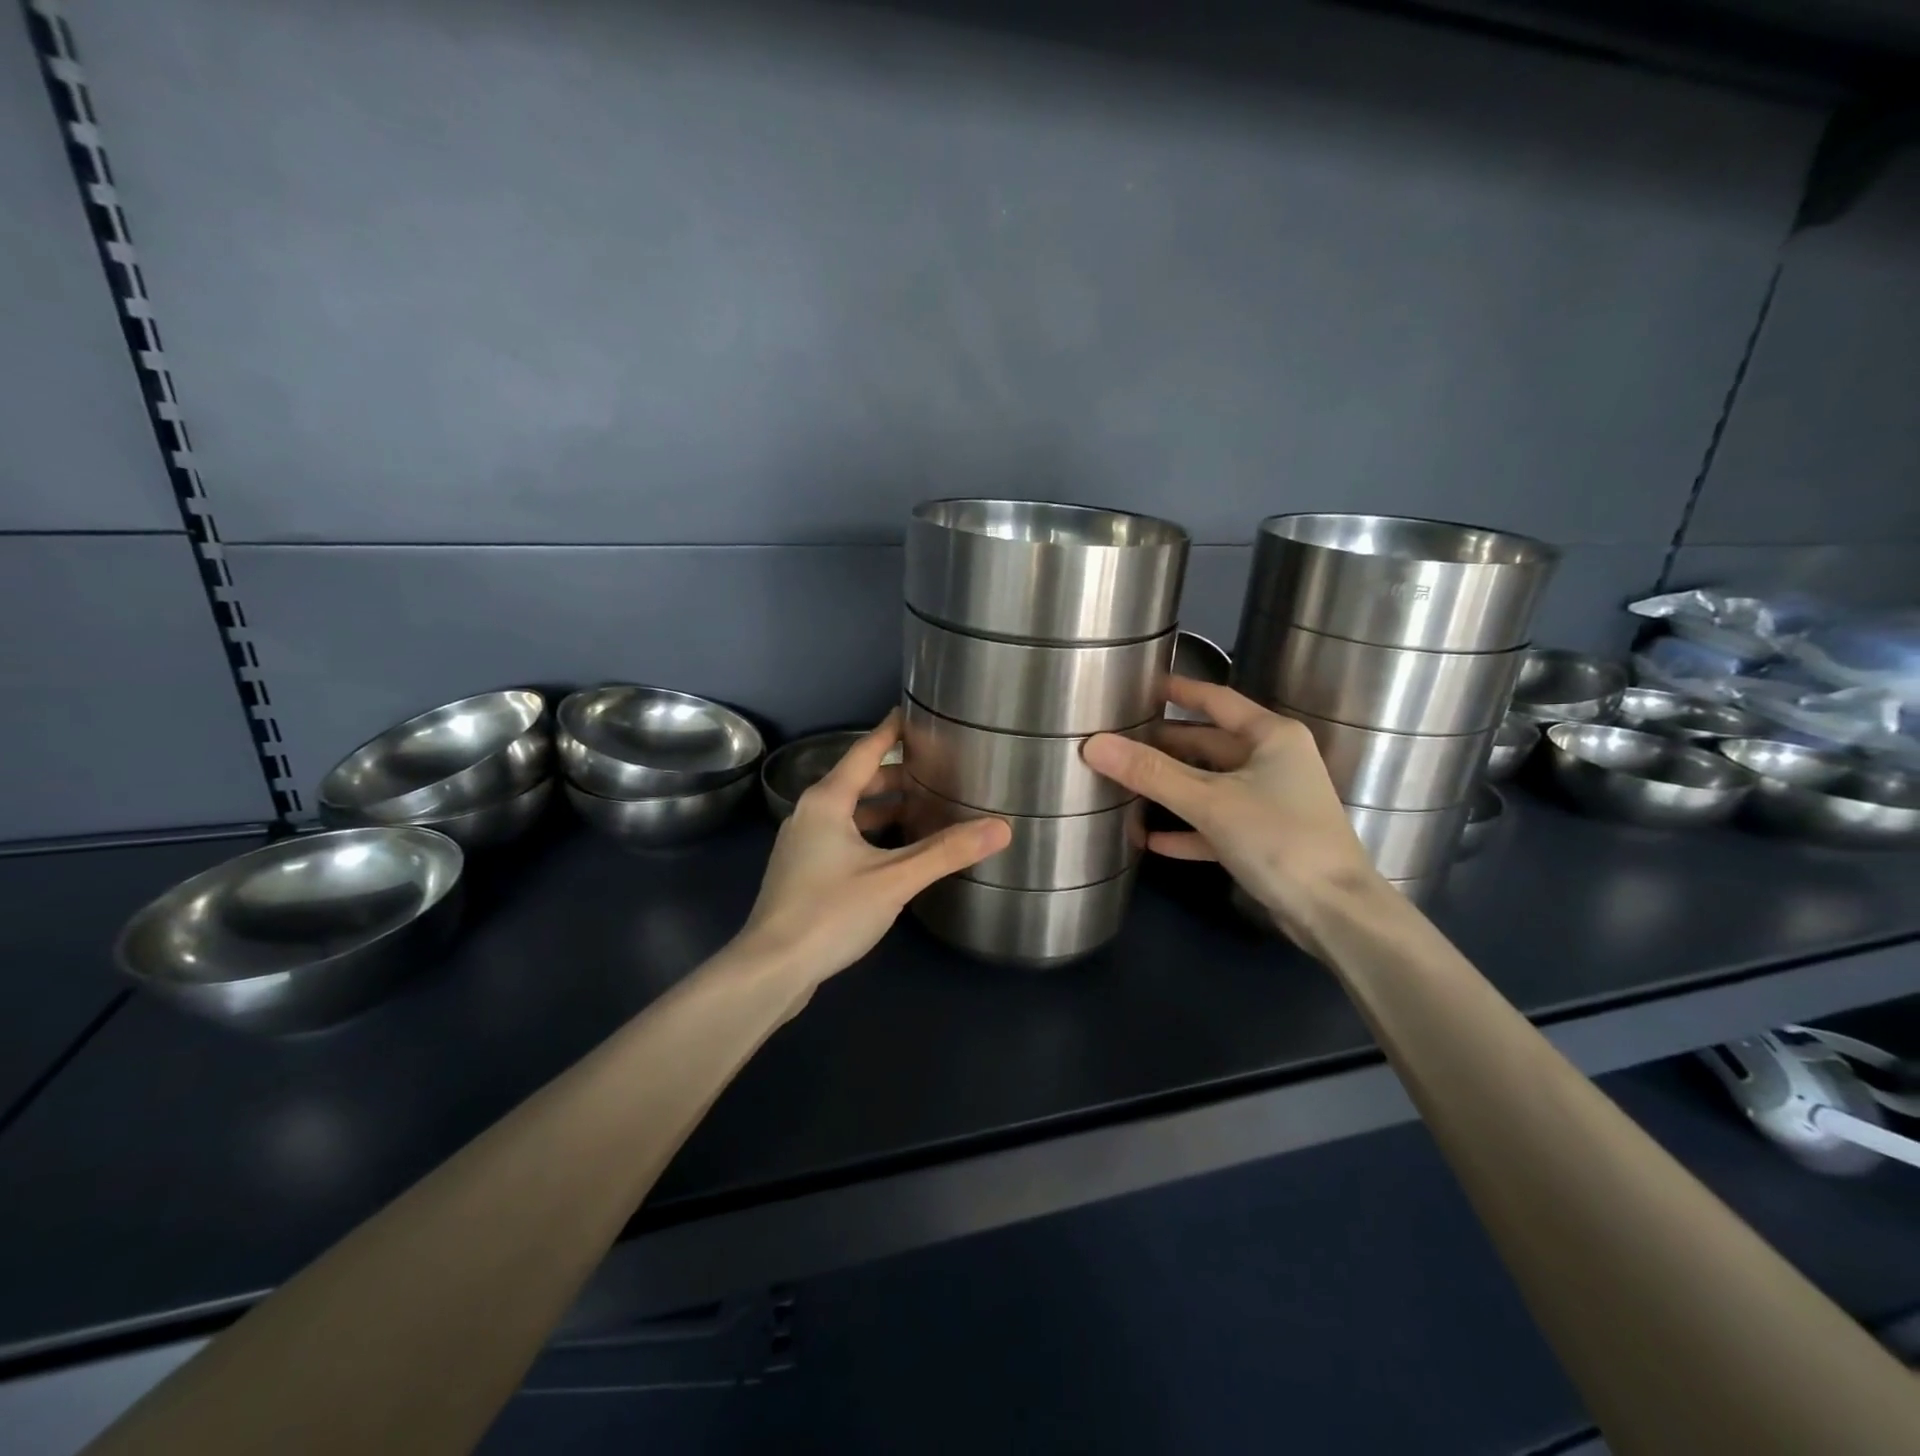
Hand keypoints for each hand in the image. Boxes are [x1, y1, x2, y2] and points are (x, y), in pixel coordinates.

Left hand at [735, 711, 1011, 984]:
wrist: (771, 969)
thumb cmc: (830, 912)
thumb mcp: (894, 879)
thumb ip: (946, 852)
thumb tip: (1001, 827)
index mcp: (827, 801)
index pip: (865, 752)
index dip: (891, 732)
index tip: (912, 713)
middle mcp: (810, 815)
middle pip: (858, 782)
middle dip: (895, 776)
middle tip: (936, 771)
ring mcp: (803, 846)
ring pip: (850, 814)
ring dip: (884, 809)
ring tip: (925, 810)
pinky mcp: (803, 874)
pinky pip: (843, 838)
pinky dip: (871, 835)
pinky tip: (896, 854)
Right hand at [1082, 678, 1388, 951]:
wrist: (1335, 912)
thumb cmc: (1278, 839)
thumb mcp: (1209, 802)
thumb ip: (1151, 773)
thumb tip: (1093, 744)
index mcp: (1271, 736)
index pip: (1216, 700)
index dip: (1178, 691)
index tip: (1139, 686)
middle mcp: (1274, 761)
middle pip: (1209, 744)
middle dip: (1164, 745)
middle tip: (1118, 742)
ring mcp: (1271, 801)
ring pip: (1211, 784)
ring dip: (1172, 788)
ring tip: (1124, 784)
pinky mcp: (1266, 838)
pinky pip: (1217, 824)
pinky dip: (1187, 829)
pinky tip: (1151, 840)